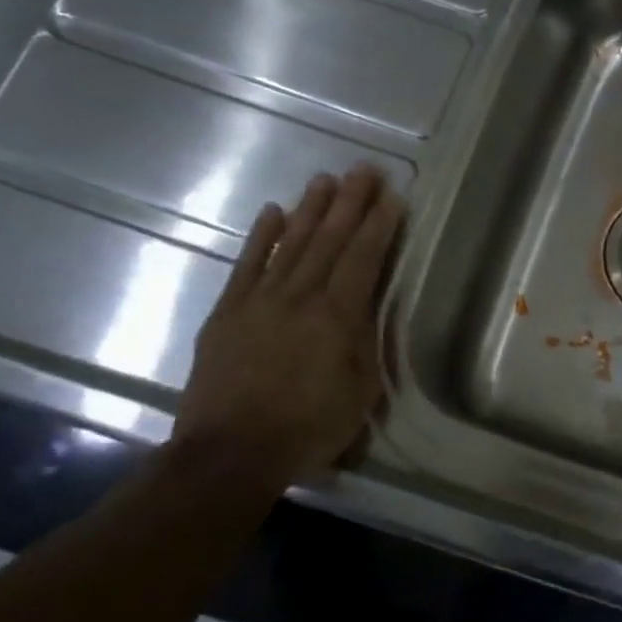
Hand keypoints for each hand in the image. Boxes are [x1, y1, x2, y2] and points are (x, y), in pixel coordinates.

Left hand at [172, 168, 402, 482]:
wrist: (231, 452)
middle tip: (364, 169)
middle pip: (329, 240)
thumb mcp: (360, 390)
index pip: (363, 258)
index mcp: (337, 316)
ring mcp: (259, 300)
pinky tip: (273, 211)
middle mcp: (300, 296)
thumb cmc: (309, 427)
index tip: (393, 196)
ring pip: (290, 243)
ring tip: (325, 179)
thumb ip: (365, 341)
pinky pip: (247, 265)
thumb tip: (367, 305)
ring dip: (310, 209)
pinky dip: (261, 236)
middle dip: (350, 203)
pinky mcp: (228, 312)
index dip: (379, 225)